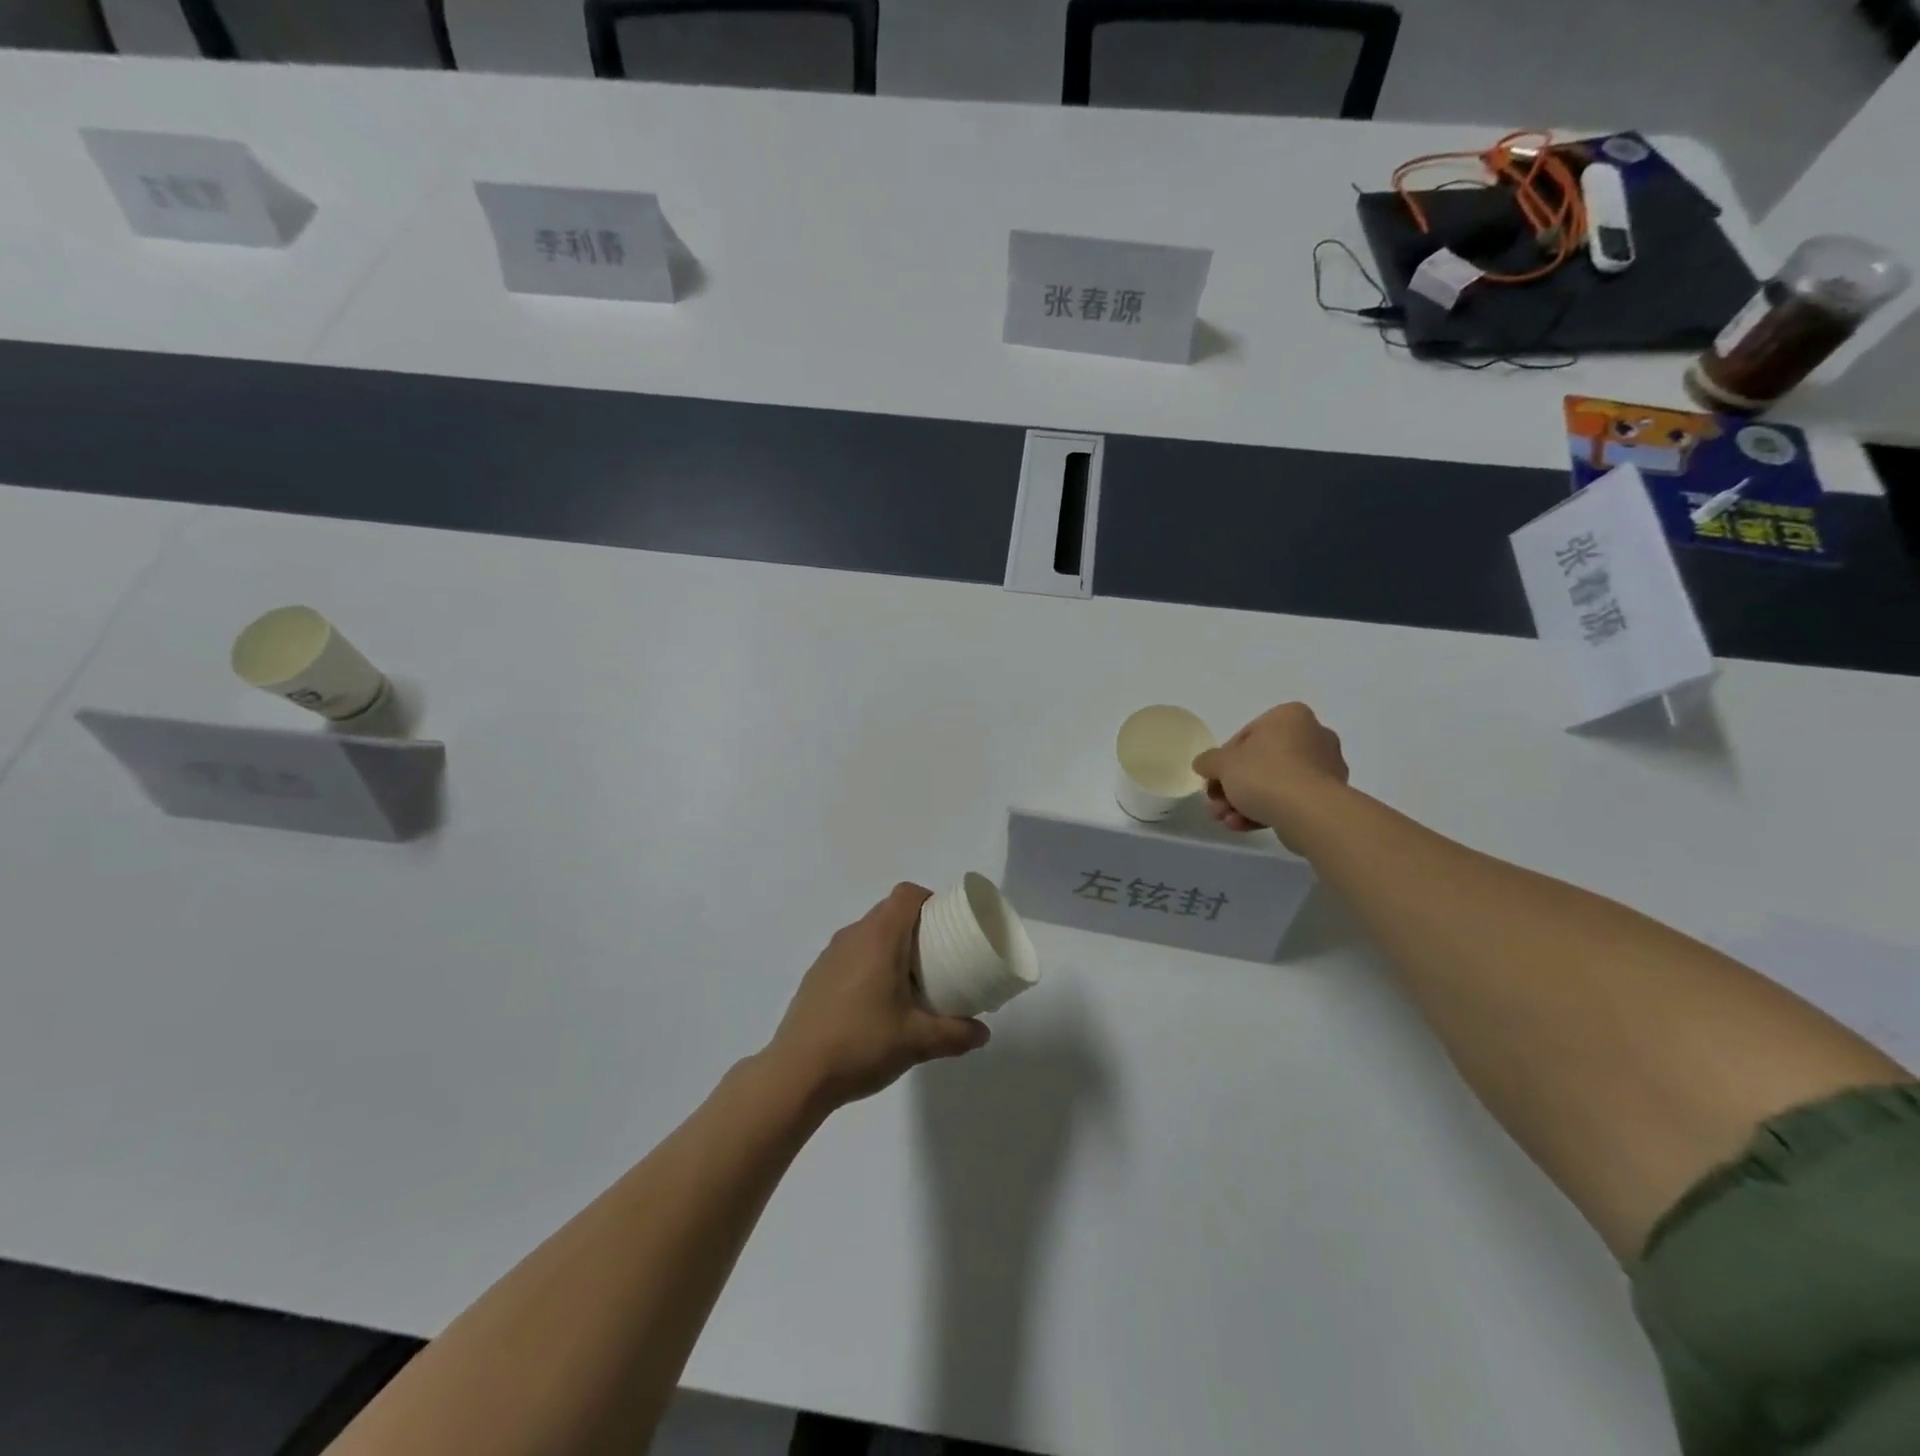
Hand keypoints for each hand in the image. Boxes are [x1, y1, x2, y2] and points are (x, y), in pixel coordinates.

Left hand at [764, 883, 990, 1110]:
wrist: (796, 1074)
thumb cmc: (861, 1044)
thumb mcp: (917, 1042)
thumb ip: (955, 1034)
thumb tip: (983, 1033)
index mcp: (879, 938)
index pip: (907, 894)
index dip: (930, 900)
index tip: (947, 924)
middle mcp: (853, 936)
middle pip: (889, 911)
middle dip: (916, 925)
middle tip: (937, 955)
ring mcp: (829, 955)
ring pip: (868, 932)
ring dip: (890, 945)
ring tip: (909, 980)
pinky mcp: (816, 976)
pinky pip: (850, 953)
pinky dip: (868, 962)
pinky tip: (874, 1001)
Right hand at [1191, 703, 1348, 845]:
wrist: (1309, 812)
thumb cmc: (1264, 774)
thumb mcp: (1222, 763)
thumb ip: (1208, 761)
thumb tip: (1204, 764)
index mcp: (1289, 717)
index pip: (1246, 736)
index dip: (1223, 761)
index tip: (1212, 780)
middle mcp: (1313, 736)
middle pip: (1259, 762)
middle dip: (1232, 787)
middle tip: (1216, 805)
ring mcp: (1324, 768)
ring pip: (1273, 784)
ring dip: (1244, 802)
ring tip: (1227, 821)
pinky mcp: (1328, 797)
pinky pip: (1289, 800)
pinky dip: (1265, 811)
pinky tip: (1243, 826)